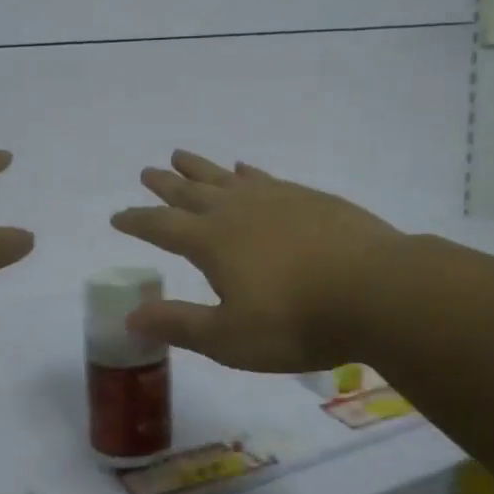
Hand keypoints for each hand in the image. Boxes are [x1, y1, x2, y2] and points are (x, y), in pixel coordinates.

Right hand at [111, 151, 400, 371]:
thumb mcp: (229, 337)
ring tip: (181, 155)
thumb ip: (179, 324)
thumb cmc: (295, 321)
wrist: (375, 290)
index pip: (161, 227)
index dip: (137, 221)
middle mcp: (236, 211)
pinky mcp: (309, 198)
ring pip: (225, 177)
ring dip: (200, 168)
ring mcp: (275, 199)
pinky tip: (245, 168)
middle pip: (190, 192)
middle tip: (148, 172)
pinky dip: (248, 172)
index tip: (118, 216)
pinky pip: (265, 177)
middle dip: (165, 186)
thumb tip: (130, 316)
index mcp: (211, 242)